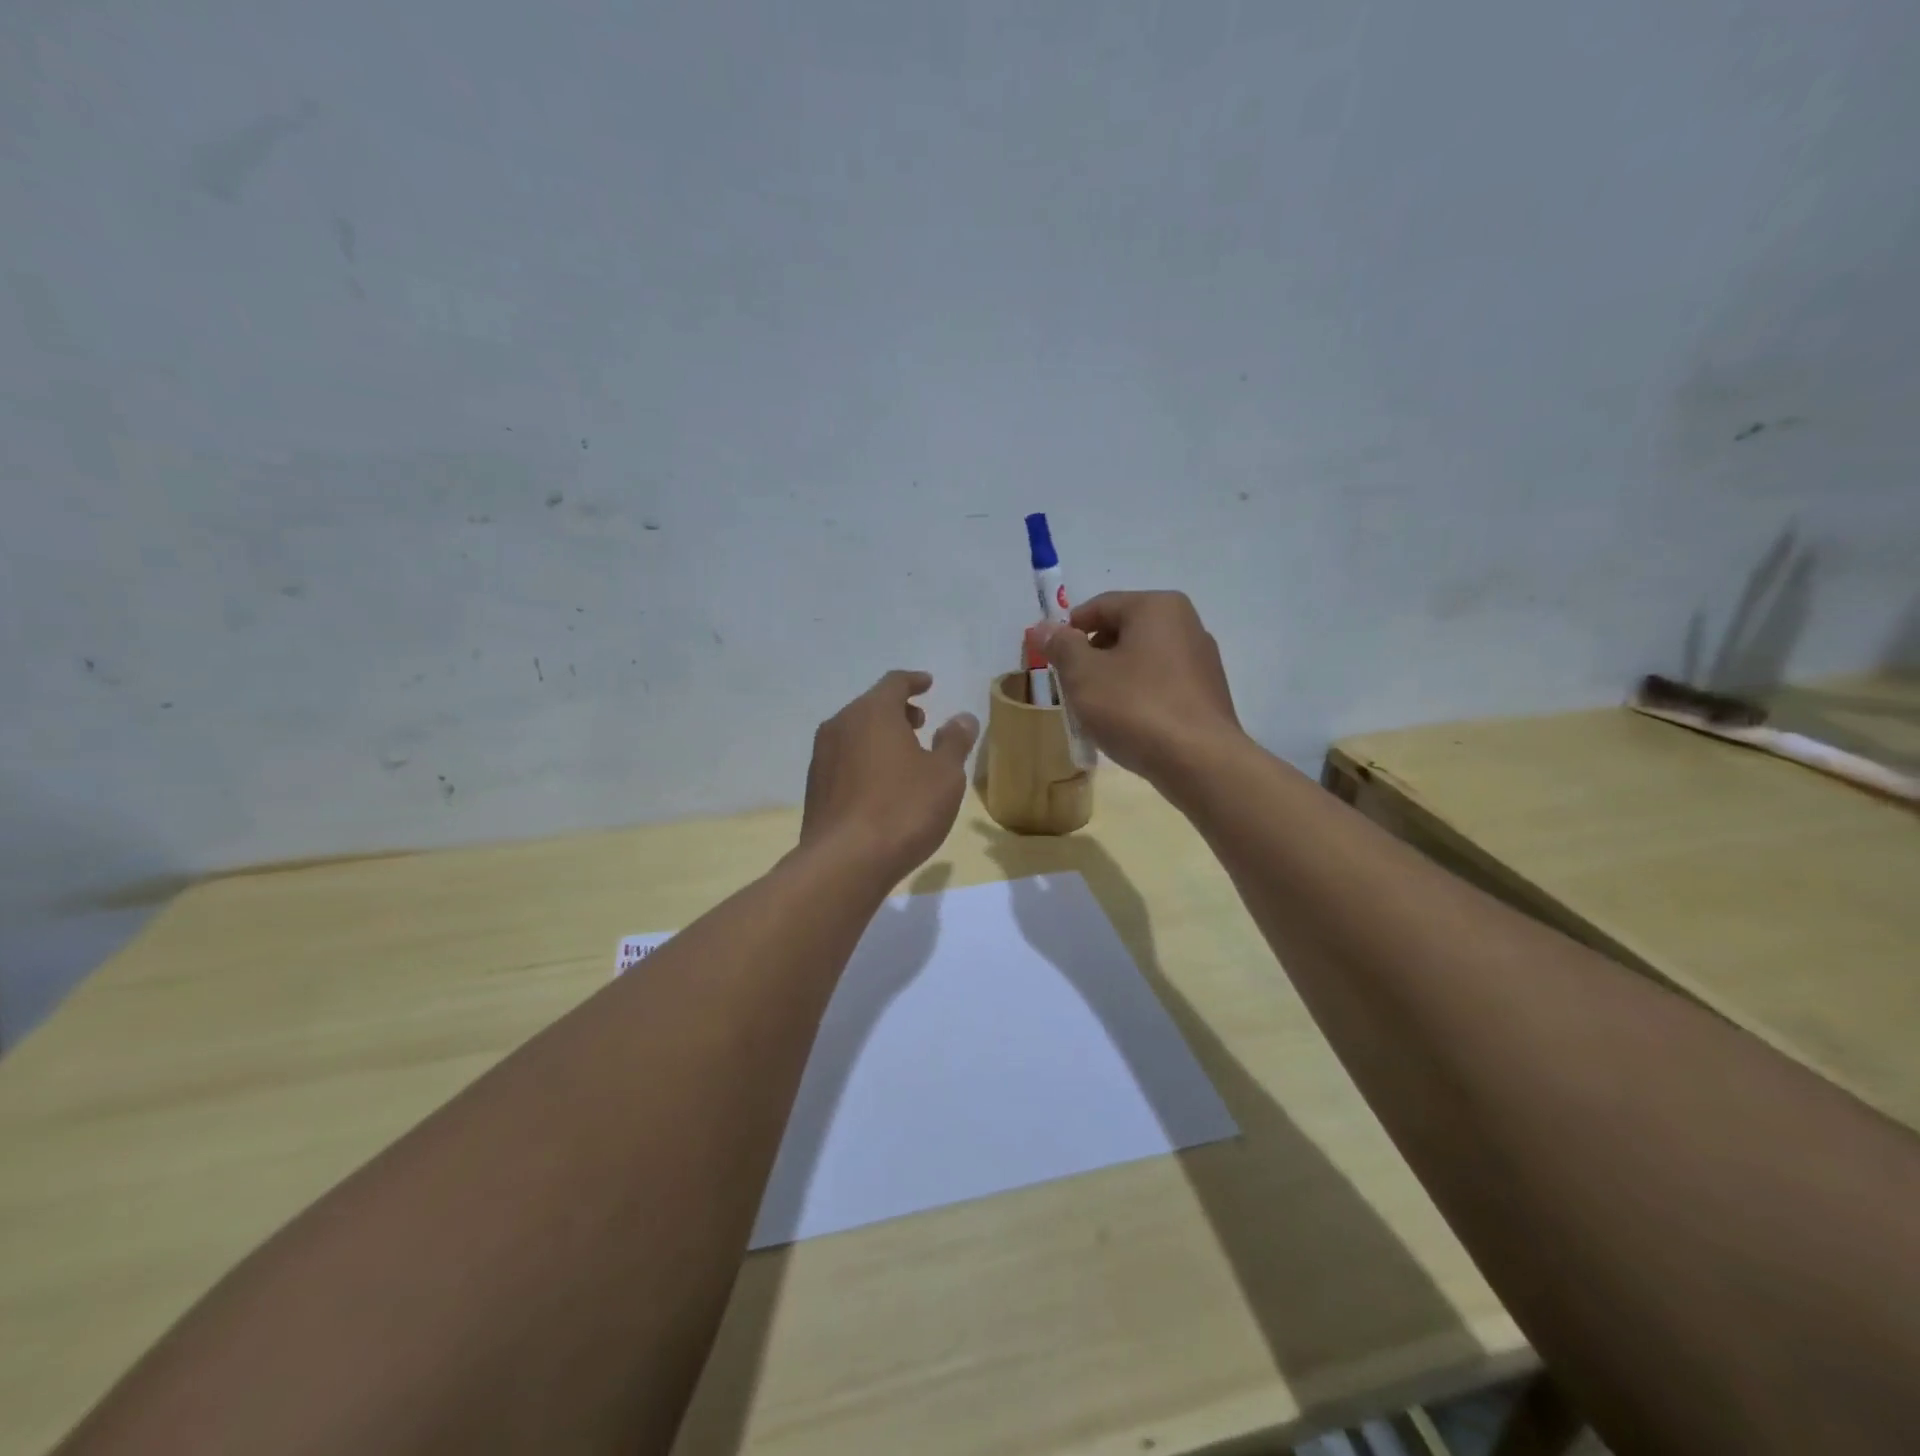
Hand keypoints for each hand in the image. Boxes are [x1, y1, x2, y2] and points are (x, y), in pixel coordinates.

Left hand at [800, 671, 979, 878]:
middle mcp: (840, 726)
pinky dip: (865, 760)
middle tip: (921, 723)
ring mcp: (822, 757)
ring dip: (879, 737)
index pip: (894, 683)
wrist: (845, 862)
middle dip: (897, 711)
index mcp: (872, 712)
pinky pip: (844, 760)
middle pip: (871, 706)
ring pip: (855, 734)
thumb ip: (955, 741)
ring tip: (904, 756)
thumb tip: (962, 718)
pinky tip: (880, 786)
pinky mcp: (814, 788)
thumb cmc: (903, 809)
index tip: (928, 684)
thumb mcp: (944, 774)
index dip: (914, 681)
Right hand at [1038, 591, 1243, 782]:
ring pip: (1141, 660)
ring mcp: (1202, 660)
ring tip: (1095, 711)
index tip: (1051, 660)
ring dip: (1113, 679)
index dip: (1068, 631)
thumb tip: (1044, 627)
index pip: (1099, 606)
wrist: (1199, 762)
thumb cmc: (1135, 708)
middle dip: (1091, 657)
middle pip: (1122, 631)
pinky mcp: (1208, 693)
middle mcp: (1186, 623)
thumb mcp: (1083, 675)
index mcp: (1157, 607)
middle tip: (1070, 688)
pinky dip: (1138, 696)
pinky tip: (1127, 724)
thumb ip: (1061, 646)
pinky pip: (1161, 684)